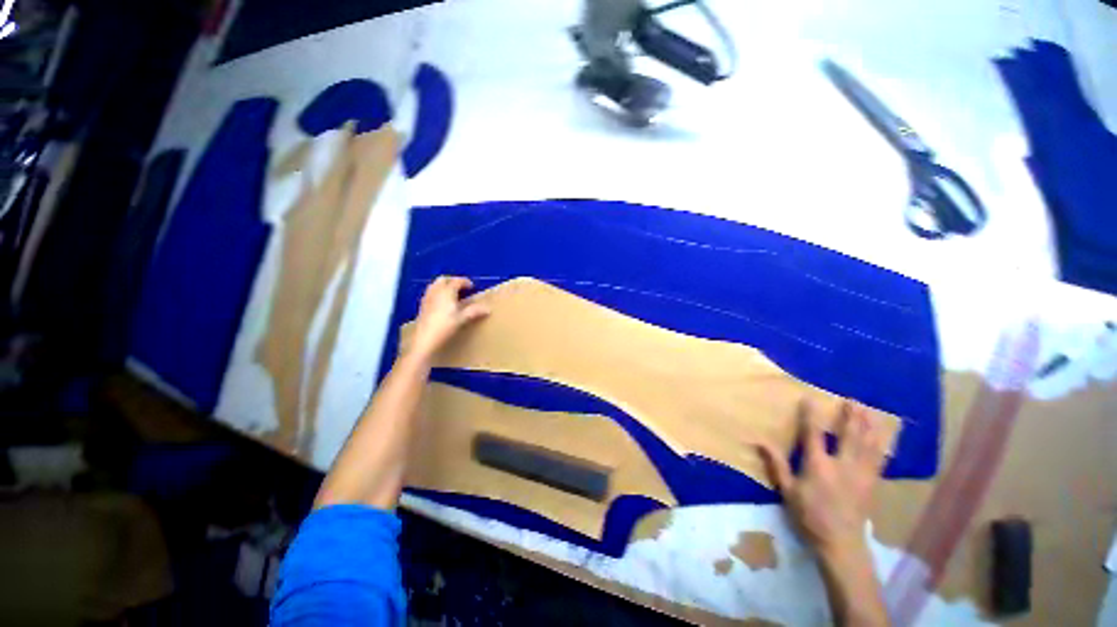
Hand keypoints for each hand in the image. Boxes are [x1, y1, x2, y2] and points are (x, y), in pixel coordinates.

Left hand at [405, 276, 489, 362]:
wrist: (425, 340)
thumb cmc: (445, 327)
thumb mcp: (462, 319)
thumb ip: (474, 312)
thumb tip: (488, 309)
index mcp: (446, 292)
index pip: (456, 281)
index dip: (465, 282)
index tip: (472, 286)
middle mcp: (435, 292)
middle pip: (443, 280)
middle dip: (452, 281)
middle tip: (461, 287)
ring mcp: (427, 299)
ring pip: (434, 285)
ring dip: (443, 286)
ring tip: (451, 294)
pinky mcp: (422, 306)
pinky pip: (430, 293)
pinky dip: (437, 293)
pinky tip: (441, 303)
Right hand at [757, 401, 886, 563]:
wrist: (841, 544)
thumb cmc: (809, 516)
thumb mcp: (787, 491)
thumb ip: (776, 465)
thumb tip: (759, 442)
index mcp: (818, 465)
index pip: (813, 434)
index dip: (810, 415)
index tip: (809, 398)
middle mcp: (842, 465)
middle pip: (849, 435)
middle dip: (851, 416)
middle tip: (852, 400)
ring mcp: (861, 474)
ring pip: (868, 445)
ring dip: (868, 426)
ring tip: (869, 412)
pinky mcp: (872, 483)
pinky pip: (878, 459)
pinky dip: (879, 445)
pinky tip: (881, 438)